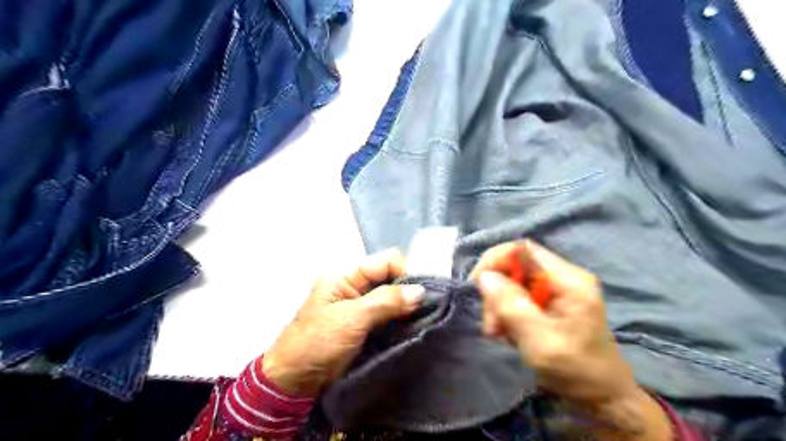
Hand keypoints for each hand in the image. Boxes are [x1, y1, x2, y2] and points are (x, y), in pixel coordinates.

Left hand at [261, 250, 424, 397]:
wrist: (295, 380)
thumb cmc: (318, 343)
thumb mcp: (352, 318)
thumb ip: (386, 301)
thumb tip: (421, 291)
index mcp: (345, 275)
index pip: (384, 261)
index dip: (405, 272)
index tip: (424, 291)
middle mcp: (354, 285)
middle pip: (390, 277)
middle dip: (408, 289)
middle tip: (428, 306)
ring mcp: (360, 305)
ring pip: (391, 296)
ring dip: (406, 305)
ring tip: (425, 316)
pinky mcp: (364, 323)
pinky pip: (388, 313)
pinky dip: (400, 317)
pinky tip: (414, 324)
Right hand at [469, 241, 671, 440]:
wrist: (604, 396)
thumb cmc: (577, 371)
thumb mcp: (541, 343)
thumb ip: (512, 307)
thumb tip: (485, 276)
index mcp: (569, 280)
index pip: (522, 249)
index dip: (495, 260)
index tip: (478, 285)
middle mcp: (564, 276)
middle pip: (515, 266)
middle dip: (496, 291)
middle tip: (492, 325)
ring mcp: (558, 287)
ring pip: (513, 281)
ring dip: (499, 304)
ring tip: (498, 332)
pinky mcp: (553, 299)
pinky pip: (519, 294)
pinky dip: (508, 311)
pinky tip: (510, 332)